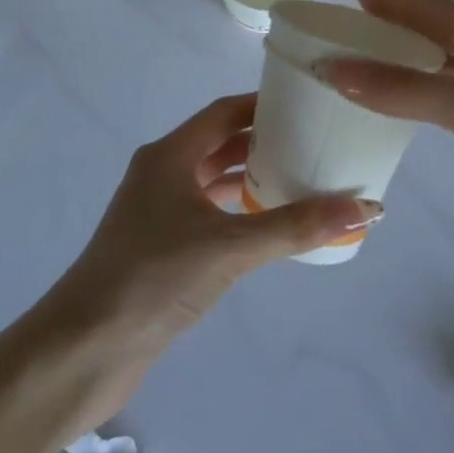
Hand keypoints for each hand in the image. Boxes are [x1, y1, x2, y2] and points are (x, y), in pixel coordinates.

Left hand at [56, 93, 381, 356]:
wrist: (86, 348)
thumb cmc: (153, 278)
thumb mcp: (230, 247)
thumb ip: (296, 226)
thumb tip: (368, 208)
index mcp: (169, 156)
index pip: (223, 113)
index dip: (263, 104)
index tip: (307, 103)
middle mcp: (161, 174)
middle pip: (220, 143)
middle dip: (264, 141)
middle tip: (315, 141)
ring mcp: (158, 212)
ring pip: (214, 180)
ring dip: (252, 177)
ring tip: (303, 178)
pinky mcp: (161, 247)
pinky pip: (209, 214)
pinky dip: (239, 212)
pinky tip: (270, 225)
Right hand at [319, 0, 453, 276]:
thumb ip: (406, 88)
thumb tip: (335, 69)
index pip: (430, 9)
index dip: (389, 1)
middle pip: (434, 33)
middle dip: (390, 30)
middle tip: (339, 36)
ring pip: (442, 66)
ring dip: (402, 63)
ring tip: (357, 67)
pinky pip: (451, 100)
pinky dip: (420, 97)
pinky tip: (399, 108)